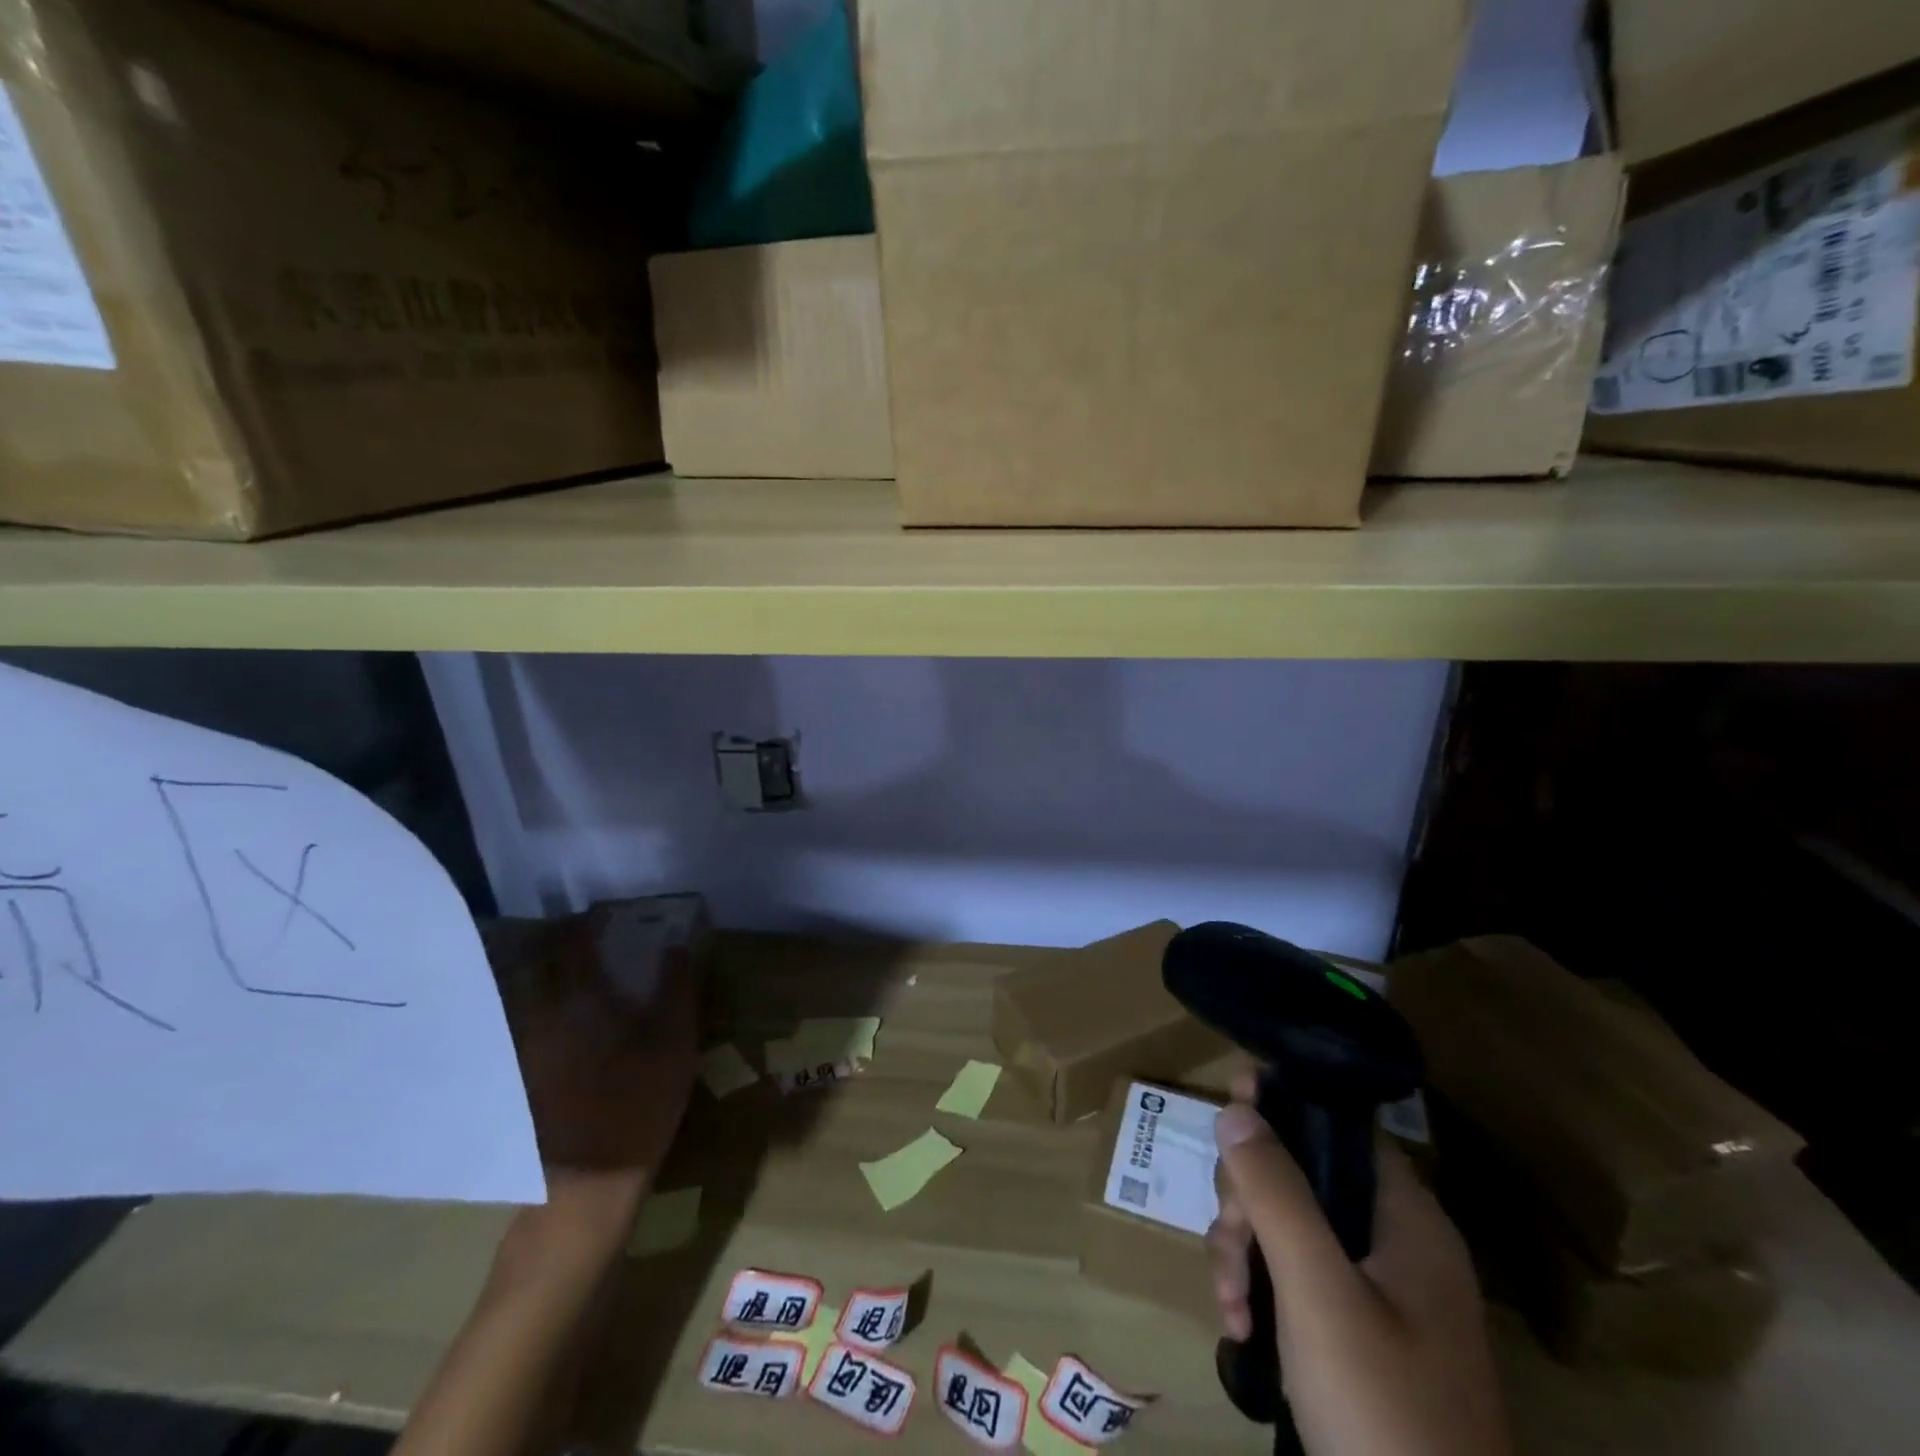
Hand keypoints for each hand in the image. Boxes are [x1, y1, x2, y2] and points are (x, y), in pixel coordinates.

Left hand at [503, 923, 700, 1248]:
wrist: (588, 1185)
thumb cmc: (637, 1106)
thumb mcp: (674, 1045)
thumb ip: (678, 991)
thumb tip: (678, 947)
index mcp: (580, 1004)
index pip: (573, 947)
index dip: (586, 925)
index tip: (603, 914)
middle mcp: (544, 1020)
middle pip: (540, 967)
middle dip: (560, 945)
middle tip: (587, 938)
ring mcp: (529, 1052)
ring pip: (530, 998)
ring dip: (549, 976)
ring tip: (576, 973)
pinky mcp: (527, 1080)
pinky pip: (531, 1026)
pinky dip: (545, 1010)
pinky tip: (568, 1022)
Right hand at [1208, 1076, 1511, 1455]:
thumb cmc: (1382, 1410)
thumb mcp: (1316, 1292)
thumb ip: (1275, 1192)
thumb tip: (1236, 1107)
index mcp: (1407, 1220)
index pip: (1339, 1126)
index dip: (1283, 1107)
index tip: (1228, 1106)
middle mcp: (1397, 1246)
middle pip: (1303, 1178)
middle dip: (1249, 1202)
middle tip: (1229, 1243)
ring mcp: (1380, 1297)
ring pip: (1291, 1230)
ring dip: (1245, 1253)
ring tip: (1230, 1305)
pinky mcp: (1360, 1339)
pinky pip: (1297, 1281)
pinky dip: (1262, 1293)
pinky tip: (1242, 1330)